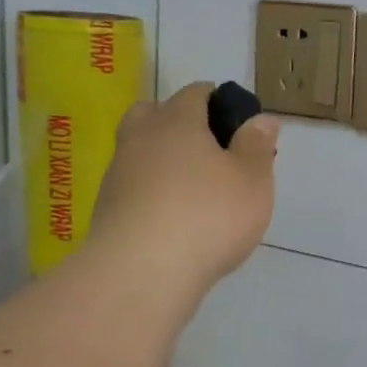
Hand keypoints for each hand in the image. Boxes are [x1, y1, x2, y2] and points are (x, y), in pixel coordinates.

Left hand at [89, 82, 278, 297]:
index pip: (195, 93)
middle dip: (178, 122)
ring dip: (162, 160)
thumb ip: (257, 146)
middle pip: (154, 113)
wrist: (141, 273)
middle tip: (208, 150)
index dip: (218, 100)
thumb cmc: (208, 216)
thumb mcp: (252, 180)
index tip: (238, 124)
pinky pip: (133, 187)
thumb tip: (260, 119)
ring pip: (140, 151)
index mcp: (177, 121)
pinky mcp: (106, 210)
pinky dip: (151, 193)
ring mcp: (118, 174)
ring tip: (193, 190)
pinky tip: (172, 218)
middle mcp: (141, 138)